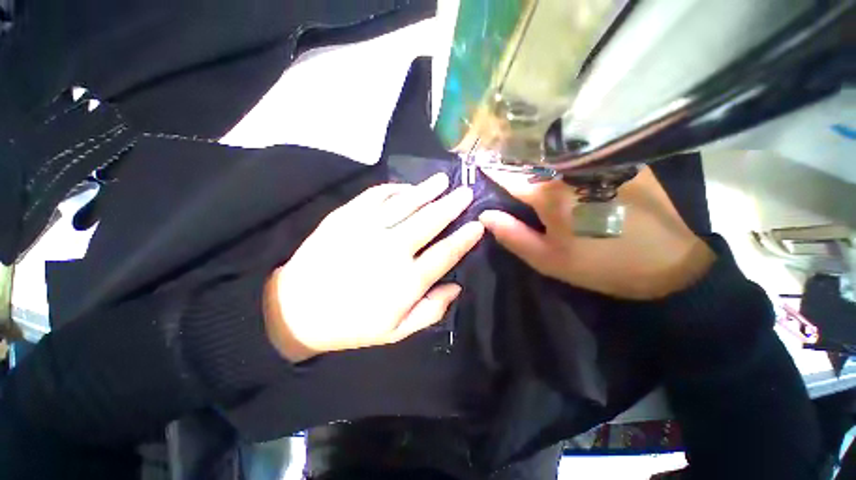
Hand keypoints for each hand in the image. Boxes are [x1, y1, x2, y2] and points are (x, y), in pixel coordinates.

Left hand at [264, 173, 484, 361]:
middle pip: (430, 221)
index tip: (478, 225)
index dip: (465, 238)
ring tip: (443, 180)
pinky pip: (375, 196)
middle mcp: (391, 250)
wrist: (297, 309)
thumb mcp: (396, 332)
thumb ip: (431, 311)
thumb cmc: (352, 324)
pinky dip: (394, 189)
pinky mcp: (345, 216)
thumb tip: (456, 286)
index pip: (446, 253)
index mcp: (406, 281)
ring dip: (427, 190)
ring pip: (406, 203)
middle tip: (466, 193)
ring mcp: (367, 229)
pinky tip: (406, 187)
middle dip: (452, 206)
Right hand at [478, 167, 714, 299]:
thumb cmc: (600, 264)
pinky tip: (562, 169)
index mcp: (551, 195)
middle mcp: (573, 170)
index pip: (509, 177)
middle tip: (501, 167)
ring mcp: (600, 162)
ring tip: (526, 167)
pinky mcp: (621, 162)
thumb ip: (512, 235)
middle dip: (513, 166)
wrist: (668, 264)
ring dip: (537, 162)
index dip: (492, 172)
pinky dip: (564, 161)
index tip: (478, 163)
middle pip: (531, 164)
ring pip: (556, 158)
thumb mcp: (548, 259)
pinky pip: (582, 157)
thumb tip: (485, 215)